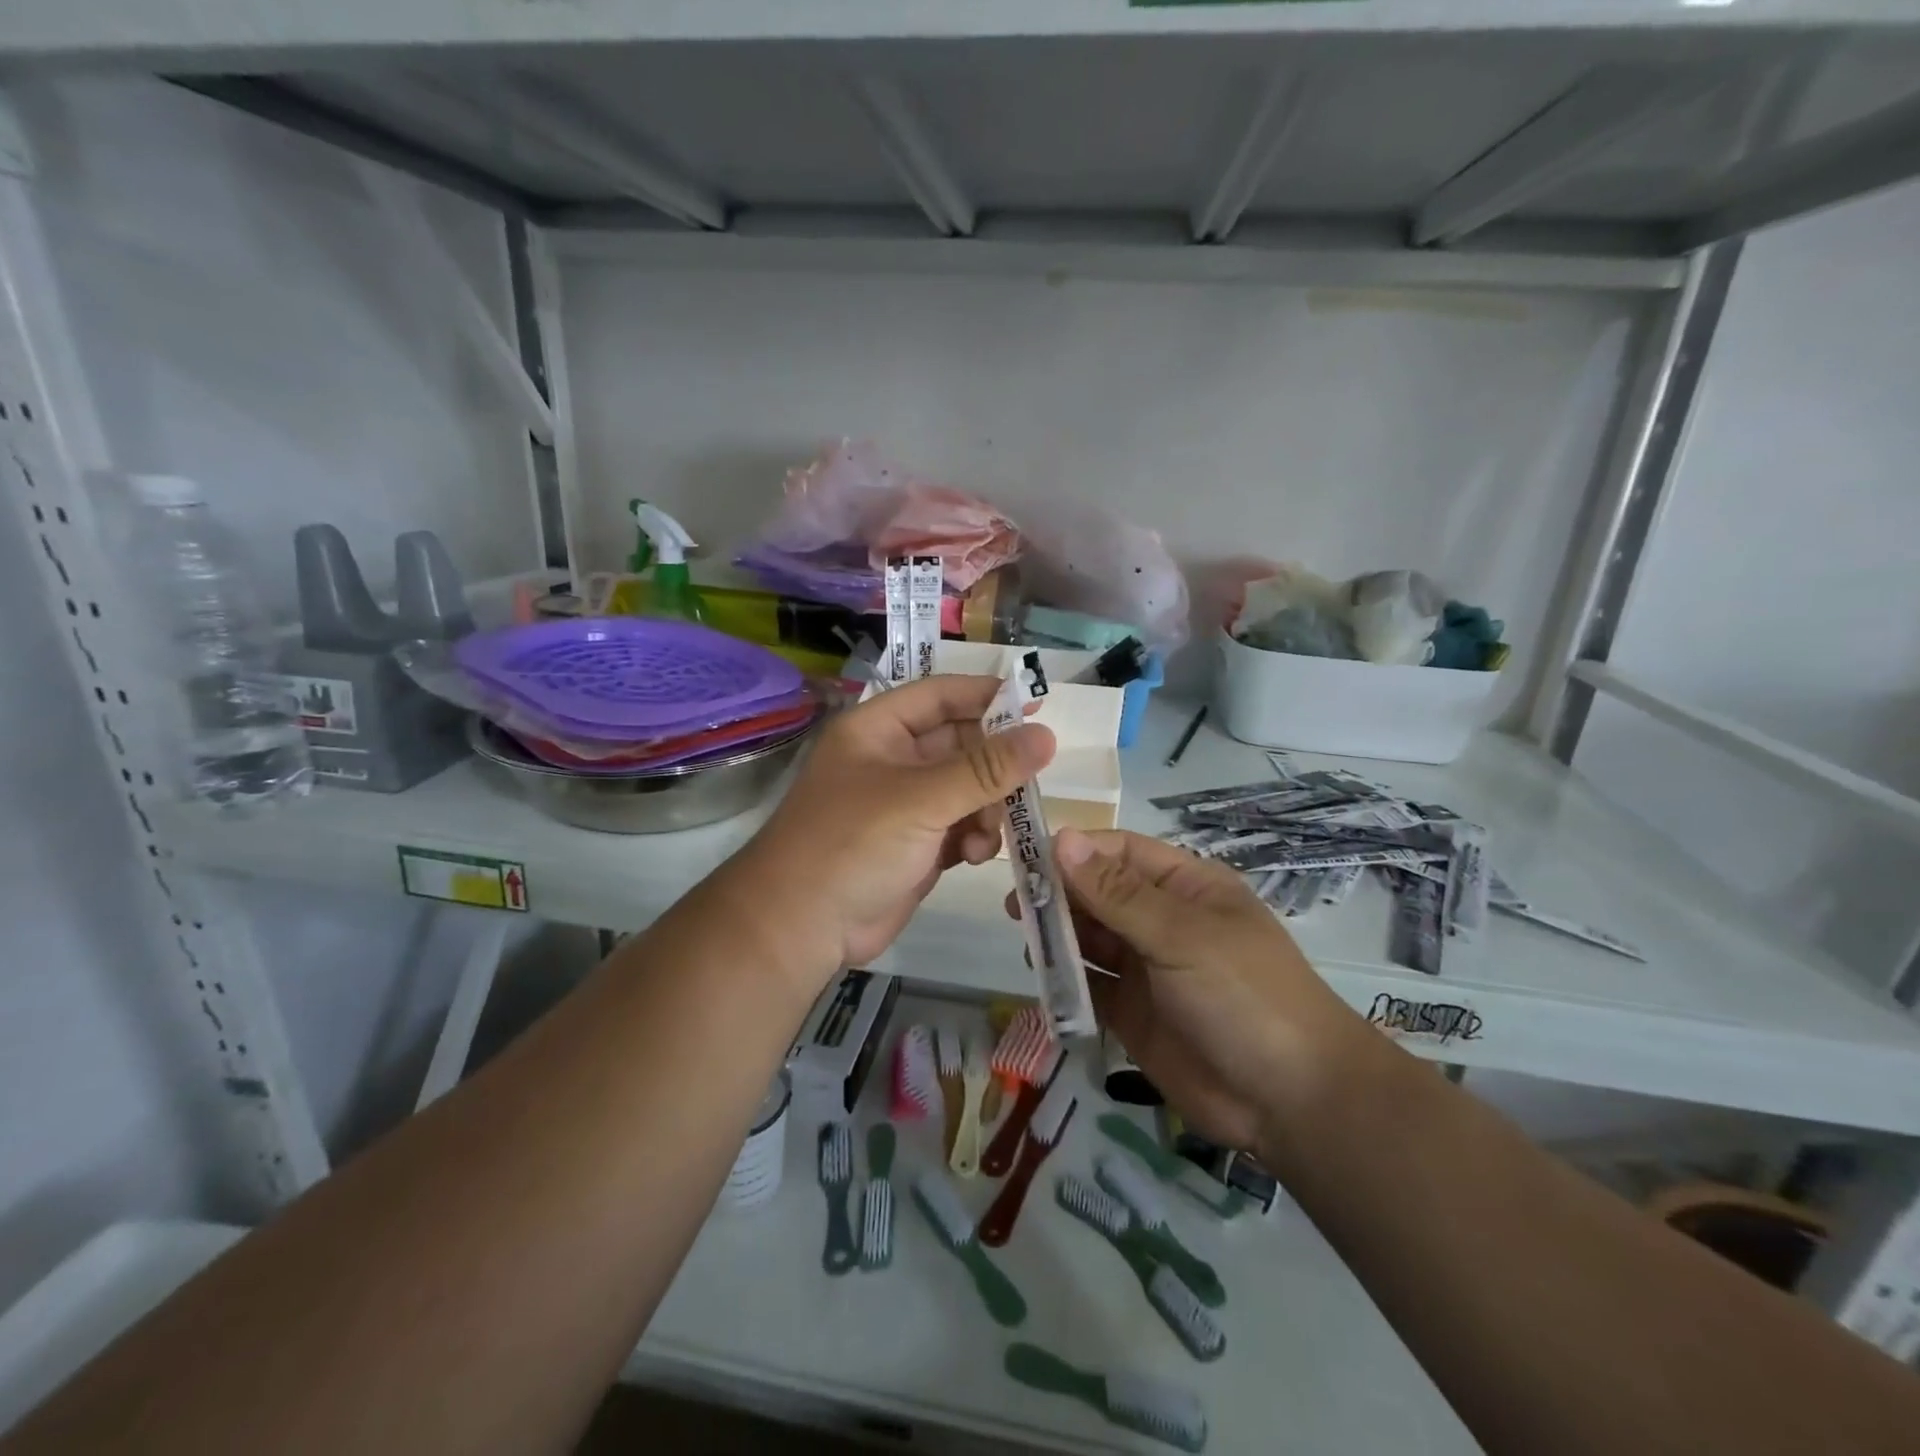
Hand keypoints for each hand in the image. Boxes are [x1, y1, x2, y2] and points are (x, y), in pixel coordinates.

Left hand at [736, 676, 1053, 985]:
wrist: (801, 927)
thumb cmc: (852, 844)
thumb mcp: (921, 799)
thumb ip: (986, 769)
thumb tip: (1047, 735)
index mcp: (878, 730)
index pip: (941, 695)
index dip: (988, 696)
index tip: (1038, 704)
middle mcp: (892, 760)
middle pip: (960, 744)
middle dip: (993, 765)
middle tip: (1028, 781)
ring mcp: (905, 805)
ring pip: (968, 789)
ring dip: (987, 808)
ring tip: (986, 835)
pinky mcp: (917, 844)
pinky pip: (962, 826)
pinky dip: (975, 837)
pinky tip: (973, 856)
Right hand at [1039, 829, 1373, 1157]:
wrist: (1292, 1101)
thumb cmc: (1244, 995)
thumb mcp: (1181, 936)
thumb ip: (1116, 893)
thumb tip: (1061, 839)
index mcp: (1184, 886)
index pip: (1119, 852)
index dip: (1075, 851)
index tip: (1026, 859)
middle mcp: (1161, 920)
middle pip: (1098, 893)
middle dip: (1060, 895)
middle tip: (1016, 905)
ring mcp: (1146, 967)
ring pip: (1090, 938)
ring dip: (1058, 936)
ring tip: (1025, 940)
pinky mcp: (1132, 1013)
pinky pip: (1090, 985)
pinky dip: (1065, 980)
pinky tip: (1041, 978)